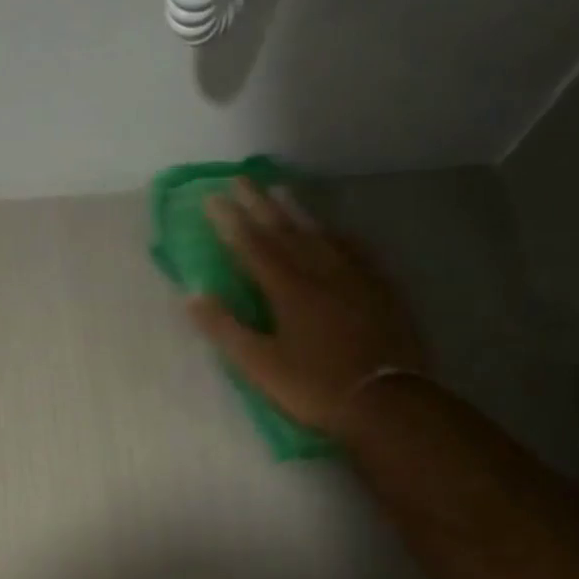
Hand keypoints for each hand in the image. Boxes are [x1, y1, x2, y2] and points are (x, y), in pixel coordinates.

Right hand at [188, 179, 429, 441]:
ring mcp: (354, 277)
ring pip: (321, 234)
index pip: (253, 247)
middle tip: (242, 178)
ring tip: (282, 190)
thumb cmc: (314, 386)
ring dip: (297, 212)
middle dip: (260, 204)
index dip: (230, 221)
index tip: (212, 197)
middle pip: (286, 231)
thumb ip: (226, 329)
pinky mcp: (379, 288)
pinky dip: (337, 234)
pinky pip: (354, 249)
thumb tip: (193, 296)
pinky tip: (335, 230)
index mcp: (288, 290)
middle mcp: (320, 272)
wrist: (386, 400)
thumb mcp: (259, 365)